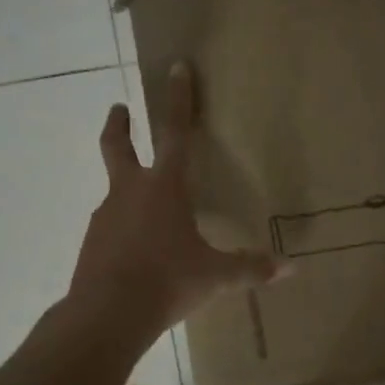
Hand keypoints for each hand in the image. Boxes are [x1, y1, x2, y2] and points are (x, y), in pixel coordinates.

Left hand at [66, 62, 286, 342]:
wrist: (106, 315)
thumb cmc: (167, 282)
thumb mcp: (216, 277)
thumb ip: (251, 268)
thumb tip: (292, 268)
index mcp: (164, 189)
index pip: (175, 134)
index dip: (178, 100)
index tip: (175, 69)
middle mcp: (130, 193)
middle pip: (118, 147)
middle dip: (119, 125)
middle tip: (118, 109)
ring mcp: (105, 216)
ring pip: (116, 191)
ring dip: (126, 186)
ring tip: (146, 209)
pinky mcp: (92, 242)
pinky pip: (112, 225)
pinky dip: (123, 226)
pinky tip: (135, 249)